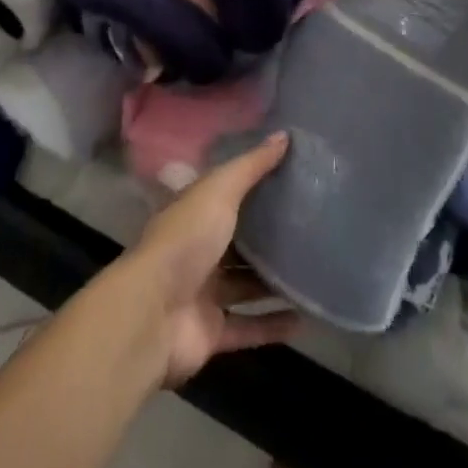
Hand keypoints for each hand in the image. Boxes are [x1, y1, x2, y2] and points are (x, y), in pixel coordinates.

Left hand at [122, 132, 300, 386]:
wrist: (154, 314)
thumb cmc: (186, 239)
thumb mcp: (220, 191)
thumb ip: (251, 166)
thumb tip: (285, 135)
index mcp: (193, 212)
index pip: (224, 193)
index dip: (252, 184)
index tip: (289, 176)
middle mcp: (196, 249)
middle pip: (235, 240)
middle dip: (265, 234)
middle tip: (310, 224)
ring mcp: (203, 292)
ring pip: (243, 284)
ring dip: (272, 280)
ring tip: (313, 270)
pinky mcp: (211, 332)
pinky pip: (248, 327)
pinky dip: (272, 325)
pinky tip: (304, 318)